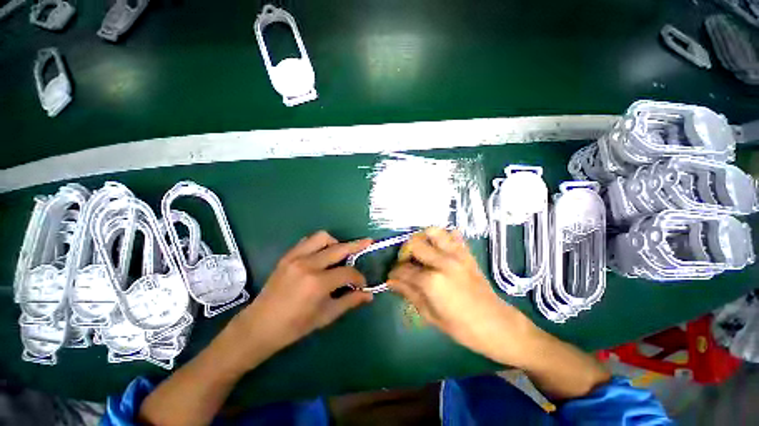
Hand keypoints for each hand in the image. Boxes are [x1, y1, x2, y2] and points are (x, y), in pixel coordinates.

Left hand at [230, 231, 373, 367]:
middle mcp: (308, 265)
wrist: (259, 326)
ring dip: (336, 242)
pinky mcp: (287, 256)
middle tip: (368, 243)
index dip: (359, 277)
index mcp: (317, 283)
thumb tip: (369, 294)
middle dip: (357, 245)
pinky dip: (319, 244)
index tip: (362, 284)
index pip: (347, 272)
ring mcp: (295, 257)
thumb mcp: (325, 316)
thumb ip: (349, 301)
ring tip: (340, 253)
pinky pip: (307, 241)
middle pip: (339, 248)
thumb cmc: (294, 326)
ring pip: (323, 237)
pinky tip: (322, 254)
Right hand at [388, 227, 536, 366]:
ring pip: (433, 232)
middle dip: (405, 253)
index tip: (391, 277)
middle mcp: (443, 262)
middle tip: (406, 264)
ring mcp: (457, 255)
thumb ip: (409, 294)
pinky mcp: (467, 254)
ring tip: (421, 251)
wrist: (496, 325)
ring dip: (423, 238)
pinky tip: (440, 248)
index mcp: (432, 281)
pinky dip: (444, 237)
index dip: (394, 273)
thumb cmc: (461, 327)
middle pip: (415, 244)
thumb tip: (391, 282)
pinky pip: (454, 236)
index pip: (404, 270)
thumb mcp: (430, 315)